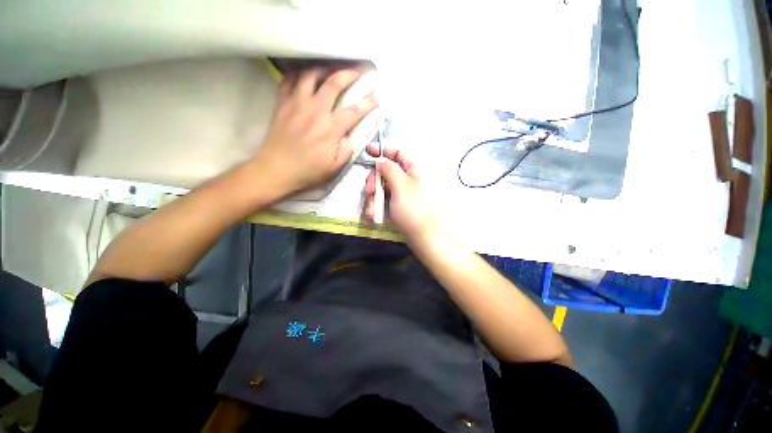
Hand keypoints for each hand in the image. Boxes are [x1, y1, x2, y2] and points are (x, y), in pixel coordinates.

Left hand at [252, 68, 378, 196]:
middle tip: (356, 73)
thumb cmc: (308, 171)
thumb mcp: (335, 167)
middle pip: (333, 83)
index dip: (368, 102)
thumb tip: (350, 135)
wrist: (276, 169)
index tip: (377, 96)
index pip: (354, 111)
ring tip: (330, 71)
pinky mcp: (282, 103)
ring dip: (323, 69)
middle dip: (348, 74)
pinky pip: (288, 80)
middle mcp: (315, 110)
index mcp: (330, 128)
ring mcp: (296, 103)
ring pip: (310, 75)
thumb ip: (347, 149)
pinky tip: (304, 78)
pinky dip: (298, 75)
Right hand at [363, 146, 440, 241]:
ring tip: (372, 213)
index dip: (383, 151)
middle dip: (374, 181)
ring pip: (381, 189)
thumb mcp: (401, 186)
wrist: (423, 237)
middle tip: (370, 191)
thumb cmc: (413, 209)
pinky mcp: (396, 206)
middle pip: (385, 172)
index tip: (368, 152)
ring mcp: (400, 194)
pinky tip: (374, 217)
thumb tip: (381, 159)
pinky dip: (377, 208)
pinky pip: (383, 202)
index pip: (397, 153)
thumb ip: (389, 169)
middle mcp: (406, 180)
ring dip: (373, 199)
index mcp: (411, 171)